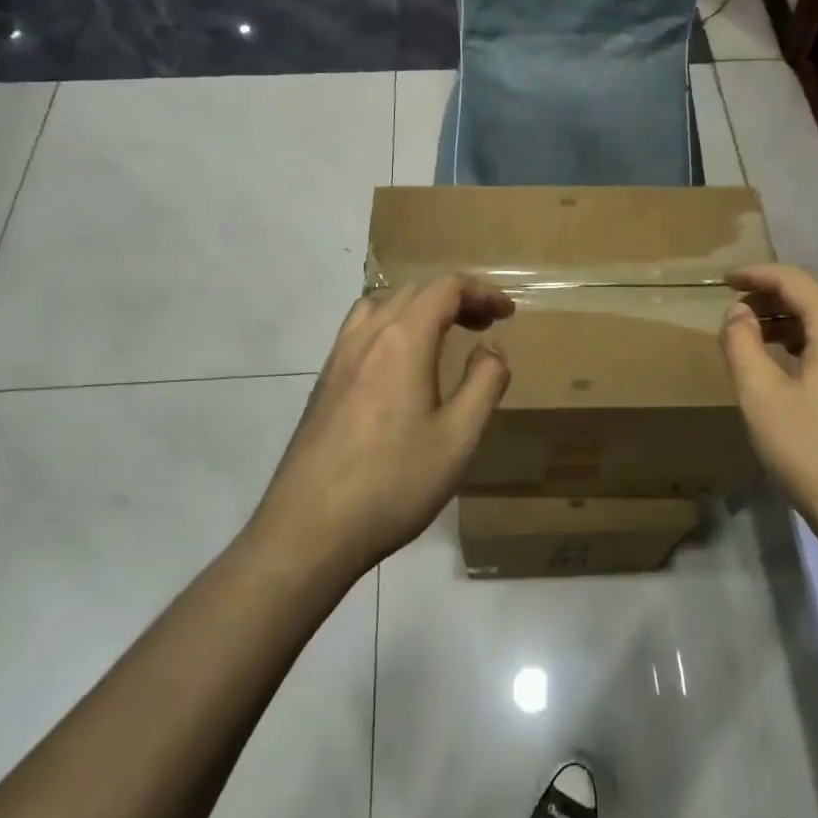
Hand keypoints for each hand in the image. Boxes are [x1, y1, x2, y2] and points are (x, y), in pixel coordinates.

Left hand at [253, 277, 513, 578]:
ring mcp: (338, 359)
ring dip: (418, 309)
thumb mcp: (458, 437)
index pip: (445, 288)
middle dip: (455, 298)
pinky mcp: (323, 384)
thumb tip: (492, 349)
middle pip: (414, 292)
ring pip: (381, 306)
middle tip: (485, 326)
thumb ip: (484, 383)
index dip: (481, 292)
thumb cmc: (393, 482)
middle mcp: (367, 336)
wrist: (310, 529)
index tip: (508, 313)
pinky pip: (360, 332)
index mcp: (403, 340)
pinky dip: (391, 327)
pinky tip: (400, 367)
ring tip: (442, 336)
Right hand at [718, 264, 817, 554]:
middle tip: (736, 311)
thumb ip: (741, 343)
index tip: (724, 280)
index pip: (795, 280)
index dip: (756, 274)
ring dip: (793, 324)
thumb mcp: (761, 396)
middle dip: (773, 298)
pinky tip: (793, 368)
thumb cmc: (813, 452)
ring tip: (757, 338)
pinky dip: (814, 345)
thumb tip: (738, 313)